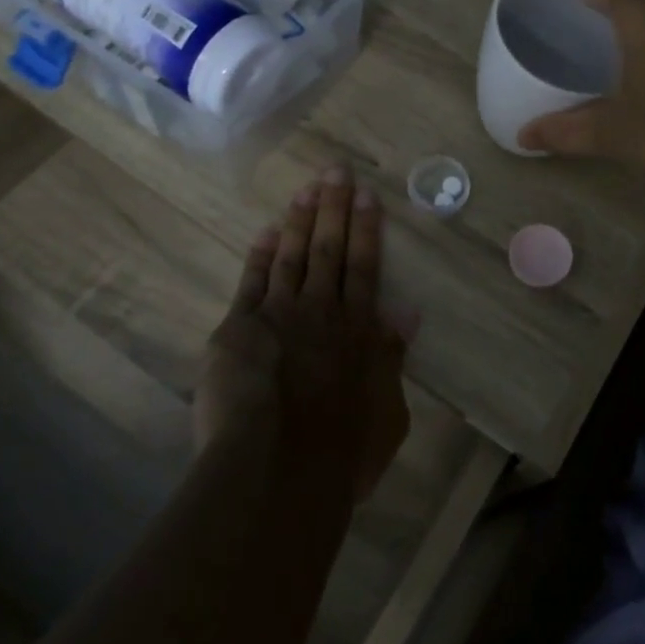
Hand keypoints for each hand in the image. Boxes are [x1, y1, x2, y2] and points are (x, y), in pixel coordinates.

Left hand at [195, 165, 410, 501]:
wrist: (275, 473)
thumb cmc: (342, 453)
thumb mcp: (387, 414)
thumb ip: (392, 359)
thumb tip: (407, 313)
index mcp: (358, 330)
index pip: (364, 266)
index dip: (366, 228)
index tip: (367, 194)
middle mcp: (320, 311)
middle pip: (329, 249)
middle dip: (333, 207)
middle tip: (335, 170)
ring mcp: (276, 316)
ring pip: (291, 256)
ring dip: (299, 220)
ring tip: (306, 189)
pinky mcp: (237, 331)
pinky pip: (251, 282)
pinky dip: (259, 256)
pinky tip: (266, 233)